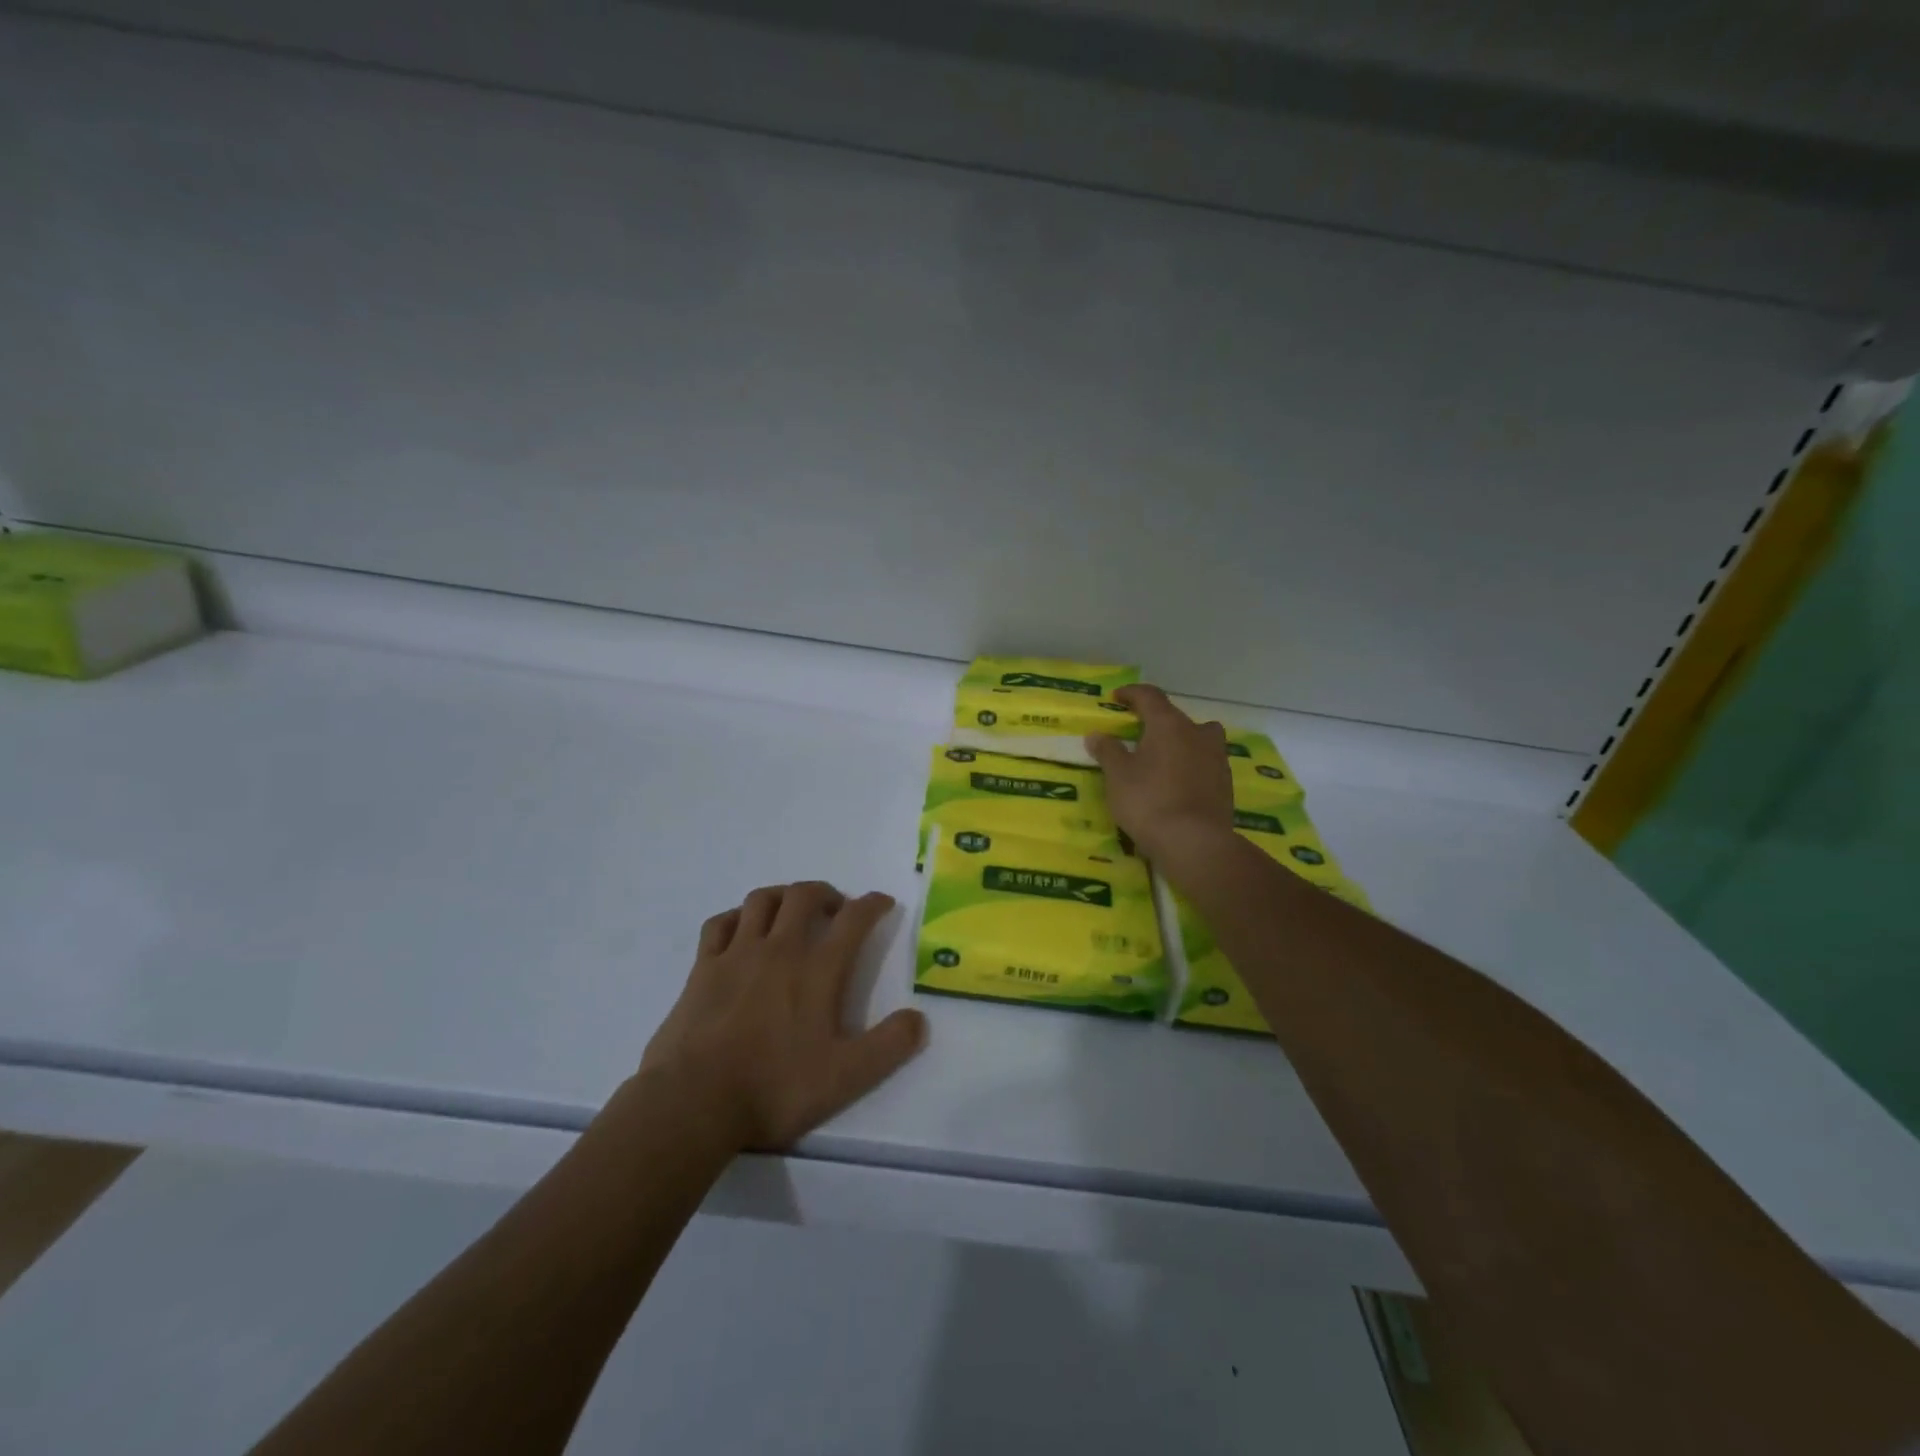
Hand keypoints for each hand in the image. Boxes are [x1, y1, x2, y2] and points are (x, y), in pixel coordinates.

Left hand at [638, 882, 926, 1151]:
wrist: (694, 1102)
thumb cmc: (775, 1088)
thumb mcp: (846, 1077)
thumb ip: (889, 1046)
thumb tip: (919, 1019)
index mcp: (817, 969)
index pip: (853, 919)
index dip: (873, 904)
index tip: (882, 902)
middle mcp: (779, 949)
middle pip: (804, 895)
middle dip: (827, 893)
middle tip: (836, 909)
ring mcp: (736, 954)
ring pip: (762, 900)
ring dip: (783, 896)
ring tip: (792, 911)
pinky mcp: (702, 968)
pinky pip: (720, 923)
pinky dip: (737, 917)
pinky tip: (742, 930)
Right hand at [1085, 684, 1234, 867]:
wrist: (1194, 843)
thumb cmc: (1149, 801)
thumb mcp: (1118, 776)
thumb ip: (1108, 751)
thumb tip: (1097, 735)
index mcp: (1169, 725)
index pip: (1150, 696)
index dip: (1131, 694)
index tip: (1117, 698)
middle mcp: (1198, 733)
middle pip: (1176, 718)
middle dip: (1157, 722)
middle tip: (1138, 735)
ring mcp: (1216, 758)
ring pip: (1197, 739)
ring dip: (1179, 743)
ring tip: (1161, 759)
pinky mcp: (1225, 784)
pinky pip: (1204, 764)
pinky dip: (1190, 766)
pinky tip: (1176, 784)